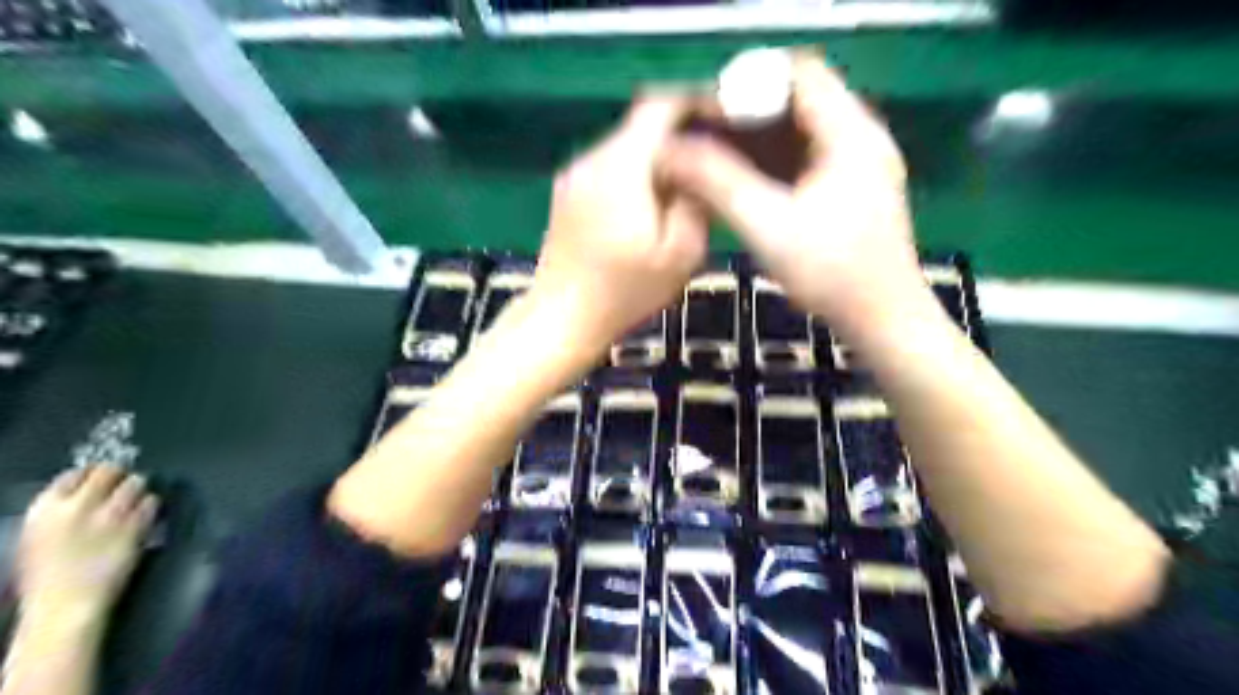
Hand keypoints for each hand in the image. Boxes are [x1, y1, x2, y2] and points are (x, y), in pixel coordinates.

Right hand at [16, 464, 156, 621]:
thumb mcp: (38, 537)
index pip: (74, 474)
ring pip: (136, 481)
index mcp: (45, 509)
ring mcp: (111, 514)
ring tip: (134, 500)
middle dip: (119, 475)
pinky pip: (152, 501)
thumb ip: (59, 511)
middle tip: (123, 484)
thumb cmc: (47, 576)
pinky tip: (143, 516)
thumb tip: (84, 493)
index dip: (90, 475)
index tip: (98, 481)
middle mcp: (79, 506)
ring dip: (138, 489)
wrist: (66, 605)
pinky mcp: (136, 524)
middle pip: (109, 470)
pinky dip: (150, 505)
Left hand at [533, 96, 704, 354]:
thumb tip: (699, 170)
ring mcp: (574, 176)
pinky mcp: (566, 195)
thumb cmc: (624, 292)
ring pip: (625, 149)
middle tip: (709, 164)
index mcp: (622, 166)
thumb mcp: (681, 254)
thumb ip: (697, 201)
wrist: (561, 319)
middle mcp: (592, 159)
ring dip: (655, 160)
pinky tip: (647, 209)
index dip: (695, 103)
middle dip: (678, 137)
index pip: (660, 106)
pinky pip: (608, 169)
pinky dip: (633, 176)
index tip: (723, 119)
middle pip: (641, 127)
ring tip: (682, 191)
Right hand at [662, 50, 934, 337]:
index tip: (707, 114)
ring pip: (800, 129)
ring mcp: (859, 162)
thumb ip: (719, 183)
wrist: (884, 321)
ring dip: (757, 139)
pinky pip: (806, 156)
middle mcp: (861, 136)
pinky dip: (773, 162)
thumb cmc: (832, 275)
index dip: (748, 84)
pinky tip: (743, 182)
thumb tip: (671, 152)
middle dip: (746, 114)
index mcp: (850, 134)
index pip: (798, 73)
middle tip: (704, 138)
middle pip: (798, 99)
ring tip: (714, 159)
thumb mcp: (768, 227)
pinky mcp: (853, 187)